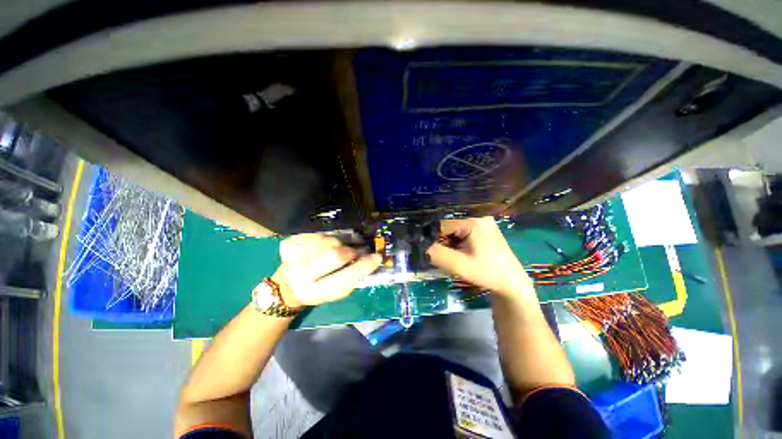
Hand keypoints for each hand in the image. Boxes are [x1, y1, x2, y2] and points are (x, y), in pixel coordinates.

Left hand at [271, 233, 381, 307]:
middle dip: (348, 252)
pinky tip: (319, 246)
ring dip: (336, 244)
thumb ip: (352, 276)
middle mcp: (301, 275)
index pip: (345, 278)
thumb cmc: (319, 288)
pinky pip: (316, 233)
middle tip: (351, 253)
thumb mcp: (336, 290)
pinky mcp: (289, 244)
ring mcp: (292, 257)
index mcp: (316, 292)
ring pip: (327, 240)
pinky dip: (324, 238)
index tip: (376, 257)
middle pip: (335, 254)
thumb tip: (372, 257)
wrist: (289, 285)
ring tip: (332, 250)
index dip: (364, 266)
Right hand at [427, 217, 534, 297]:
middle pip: (451, 228)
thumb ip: (437, 254)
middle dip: (443, 241)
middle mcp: (479, 218)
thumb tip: (422, 247)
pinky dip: (459, 243)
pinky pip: (465, 234)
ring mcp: (484, 224)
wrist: (512, 284)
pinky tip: (461, 254)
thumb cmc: (487, 273)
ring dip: (450, 243)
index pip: (444, 225)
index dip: (433, 238)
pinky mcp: (486, 231)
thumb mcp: (459, 265)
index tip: (428, 250)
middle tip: (441, 256)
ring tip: (451, 256)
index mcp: (473, 223)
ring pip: (457, 231)